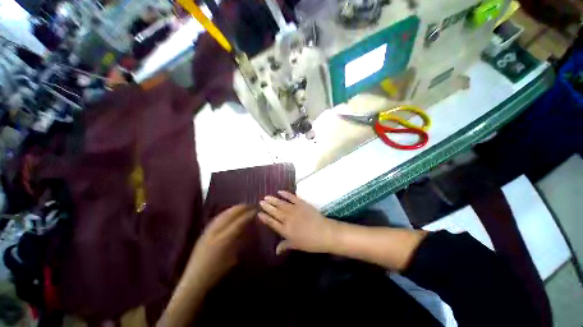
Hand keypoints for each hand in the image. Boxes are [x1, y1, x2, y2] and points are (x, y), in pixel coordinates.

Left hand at [184, 205, 255, 289]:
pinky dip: (225, 213)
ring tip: (242, 206)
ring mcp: (208, 231)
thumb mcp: (232, 258)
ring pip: (222, 214)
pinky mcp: (203, 232)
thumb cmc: (216, 272)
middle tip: (250, 205)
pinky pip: (217, 218)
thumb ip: (238, 241)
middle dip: (241, 208)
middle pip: (230, 215)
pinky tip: (229, 212)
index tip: (256, 210)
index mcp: (223, 239)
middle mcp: (215, 232)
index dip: (248, 215)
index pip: (239, 222)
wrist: (194, 280)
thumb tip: (246, 229)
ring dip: (233, 209)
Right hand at [259, 191, 335, 254]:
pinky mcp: (301, 203)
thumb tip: (276, 251)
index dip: (265, 218)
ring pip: (281, 204)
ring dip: (273, 200)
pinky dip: (285, 194)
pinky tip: (280, 191)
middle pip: (275, 212)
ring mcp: (294, 210)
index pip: (272, 223)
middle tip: (261, 202)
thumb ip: (285, 245)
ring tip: (266, 197)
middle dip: (267, 206)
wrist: (325, 233)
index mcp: (285, 230)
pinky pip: (292, 197)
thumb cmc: (311, 242)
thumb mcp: (296, 245)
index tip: (259, 213)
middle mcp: (287, 219)